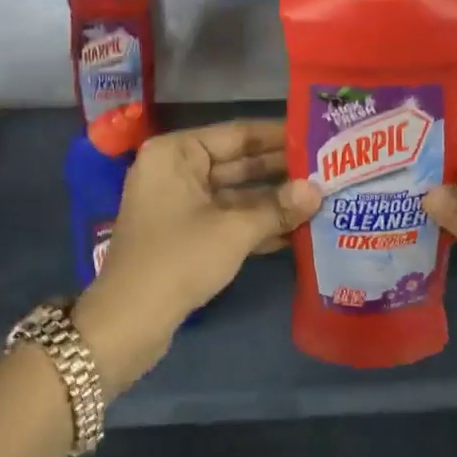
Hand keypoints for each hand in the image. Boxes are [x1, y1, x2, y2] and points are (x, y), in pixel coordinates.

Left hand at [74, 120, 321, 392]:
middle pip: (237, 162)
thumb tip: (318, 190)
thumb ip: (278, 207)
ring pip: (235, 194)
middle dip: (281, 171)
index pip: (237, 134)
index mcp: (177, 152)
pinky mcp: (184, 234)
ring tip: (321, 198)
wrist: (128, 322)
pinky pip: (226, 218)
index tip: (318, 136)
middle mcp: (175, 169)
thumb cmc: (178, 259)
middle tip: (328, 169)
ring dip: (273, 200)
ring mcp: (179, 203)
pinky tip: (297, 230)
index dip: (279, 136)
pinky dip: (256, 224)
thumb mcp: (234, 230)